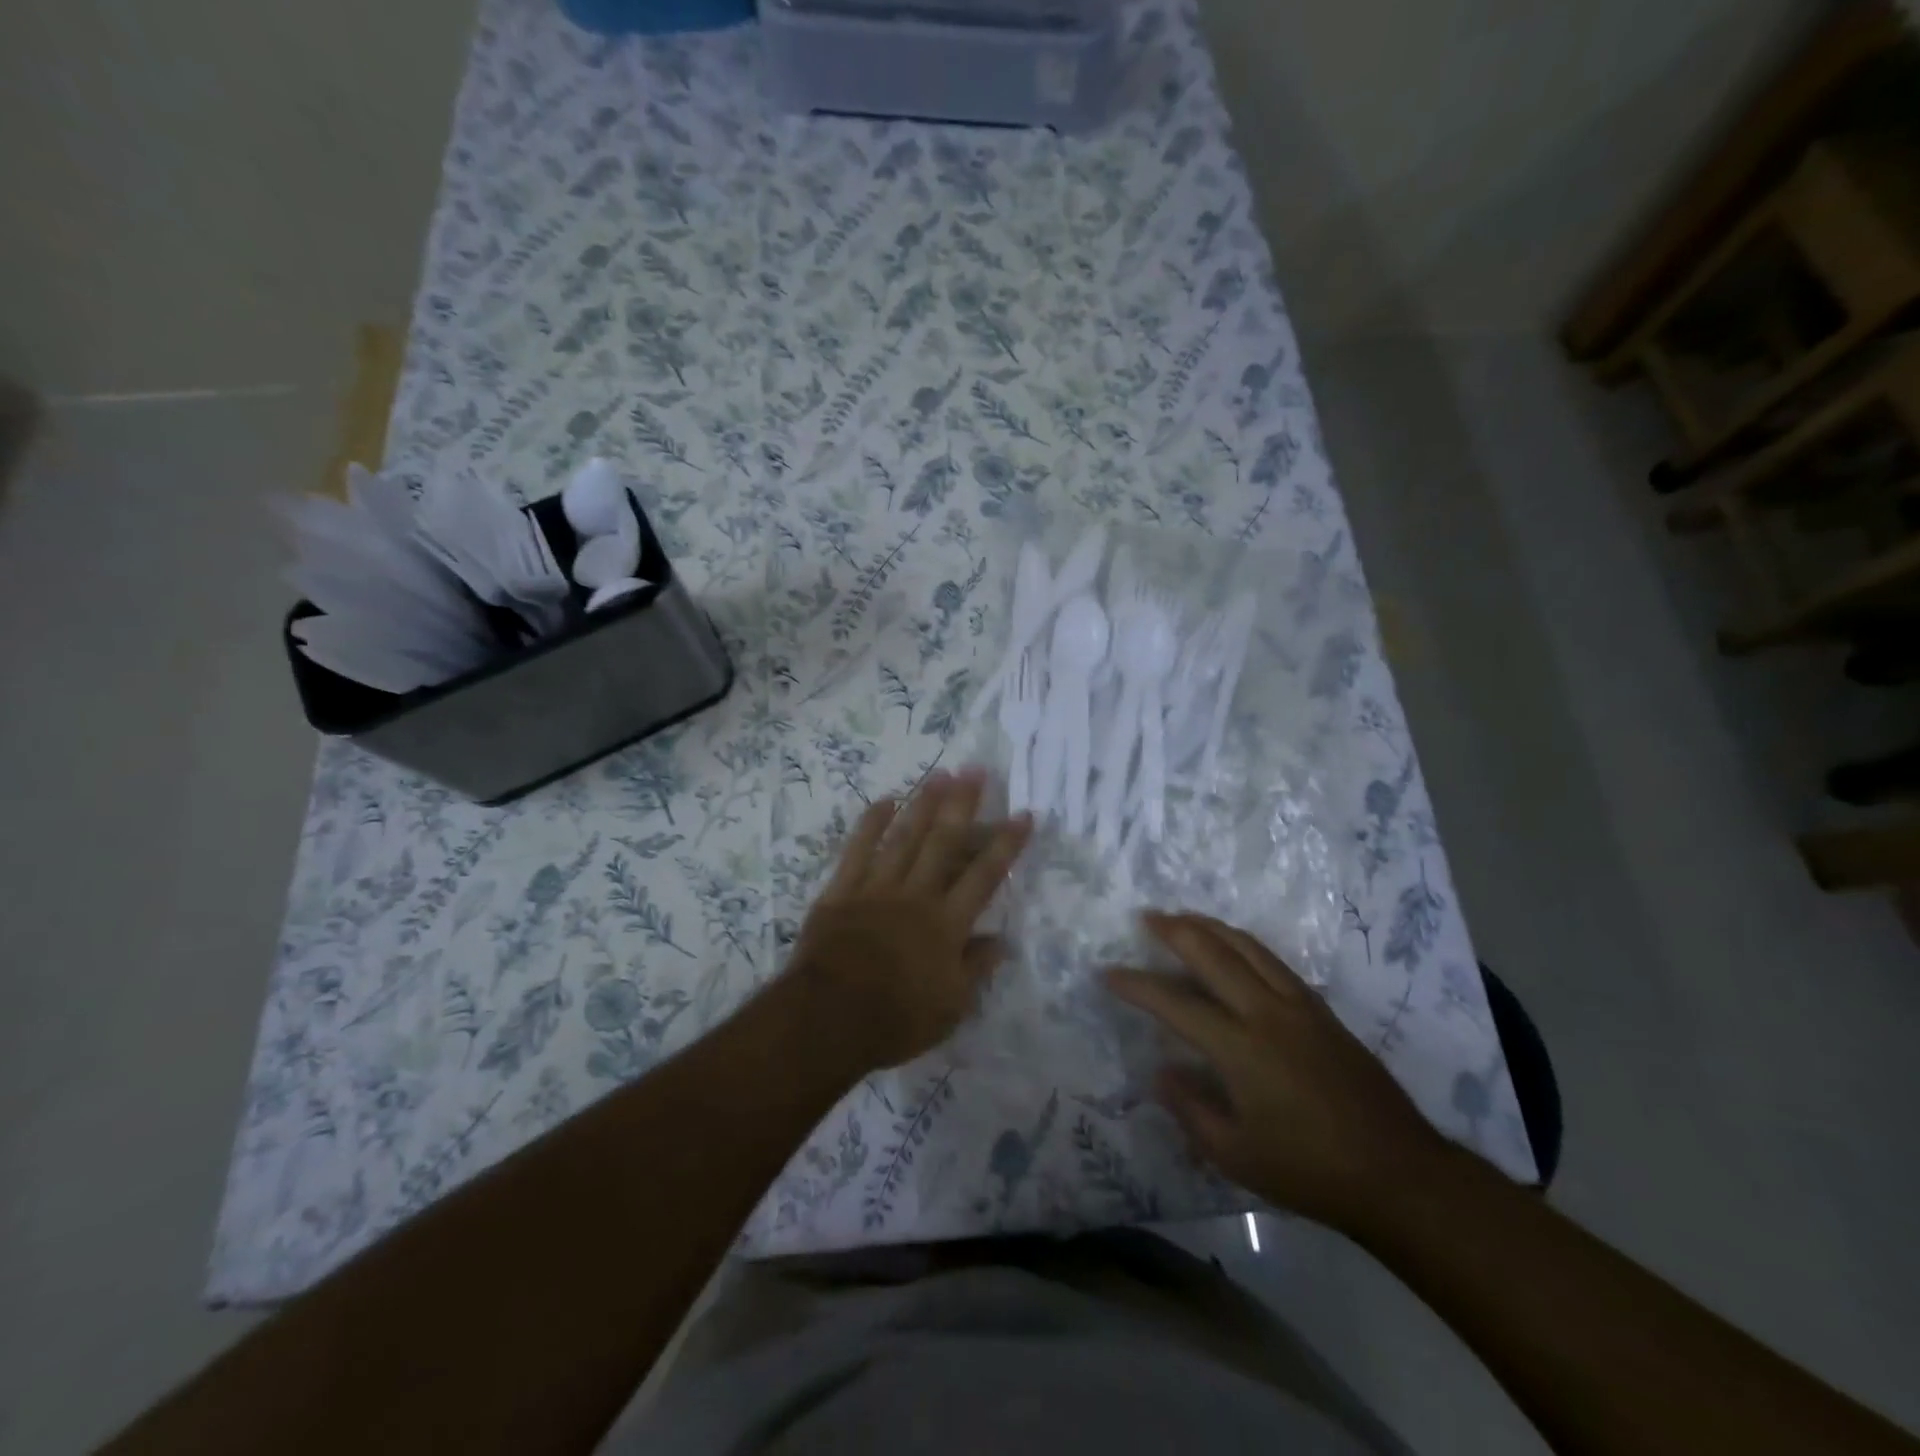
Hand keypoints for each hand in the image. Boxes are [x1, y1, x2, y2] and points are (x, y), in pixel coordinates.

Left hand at [790, 768, 1031, 1072]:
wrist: (827, 1020)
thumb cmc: (895, 1020)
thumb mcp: (951, 1008)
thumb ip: (976, 968)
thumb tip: (1001, 940)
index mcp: (946, 924)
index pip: (984, 876)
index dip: (1006, 845)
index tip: (1023, 815)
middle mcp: (916, 896)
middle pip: (944, 843)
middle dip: (962, 805)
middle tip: (975, 770)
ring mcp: (877, 889)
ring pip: (905, 838)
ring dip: (924, 804)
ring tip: (940, 774)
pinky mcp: (842, 891)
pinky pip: (858, 850)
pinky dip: (871, 824)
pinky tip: (885, 800)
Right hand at [1107, 913, 1448, 1234]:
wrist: (1398, 1174)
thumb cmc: (1309, 1171)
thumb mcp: (1235, 1156)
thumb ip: (1190, 1109)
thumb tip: (1161, 1070)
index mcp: (1241, 1049)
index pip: (1176, 1004)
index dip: (1138, 986)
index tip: (1109, 973)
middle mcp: (1268, 1014)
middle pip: (1214, 955)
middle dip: (1176, 932)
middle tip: (1147, 917)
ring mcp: (1300, 1007)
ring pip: (1248, 948)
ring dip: (1211, 927)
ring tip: (1185, 918)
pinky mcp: (1323, 1011)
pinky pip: (1274, 961)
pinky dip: (1245, 944)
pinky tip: (1236, 947)